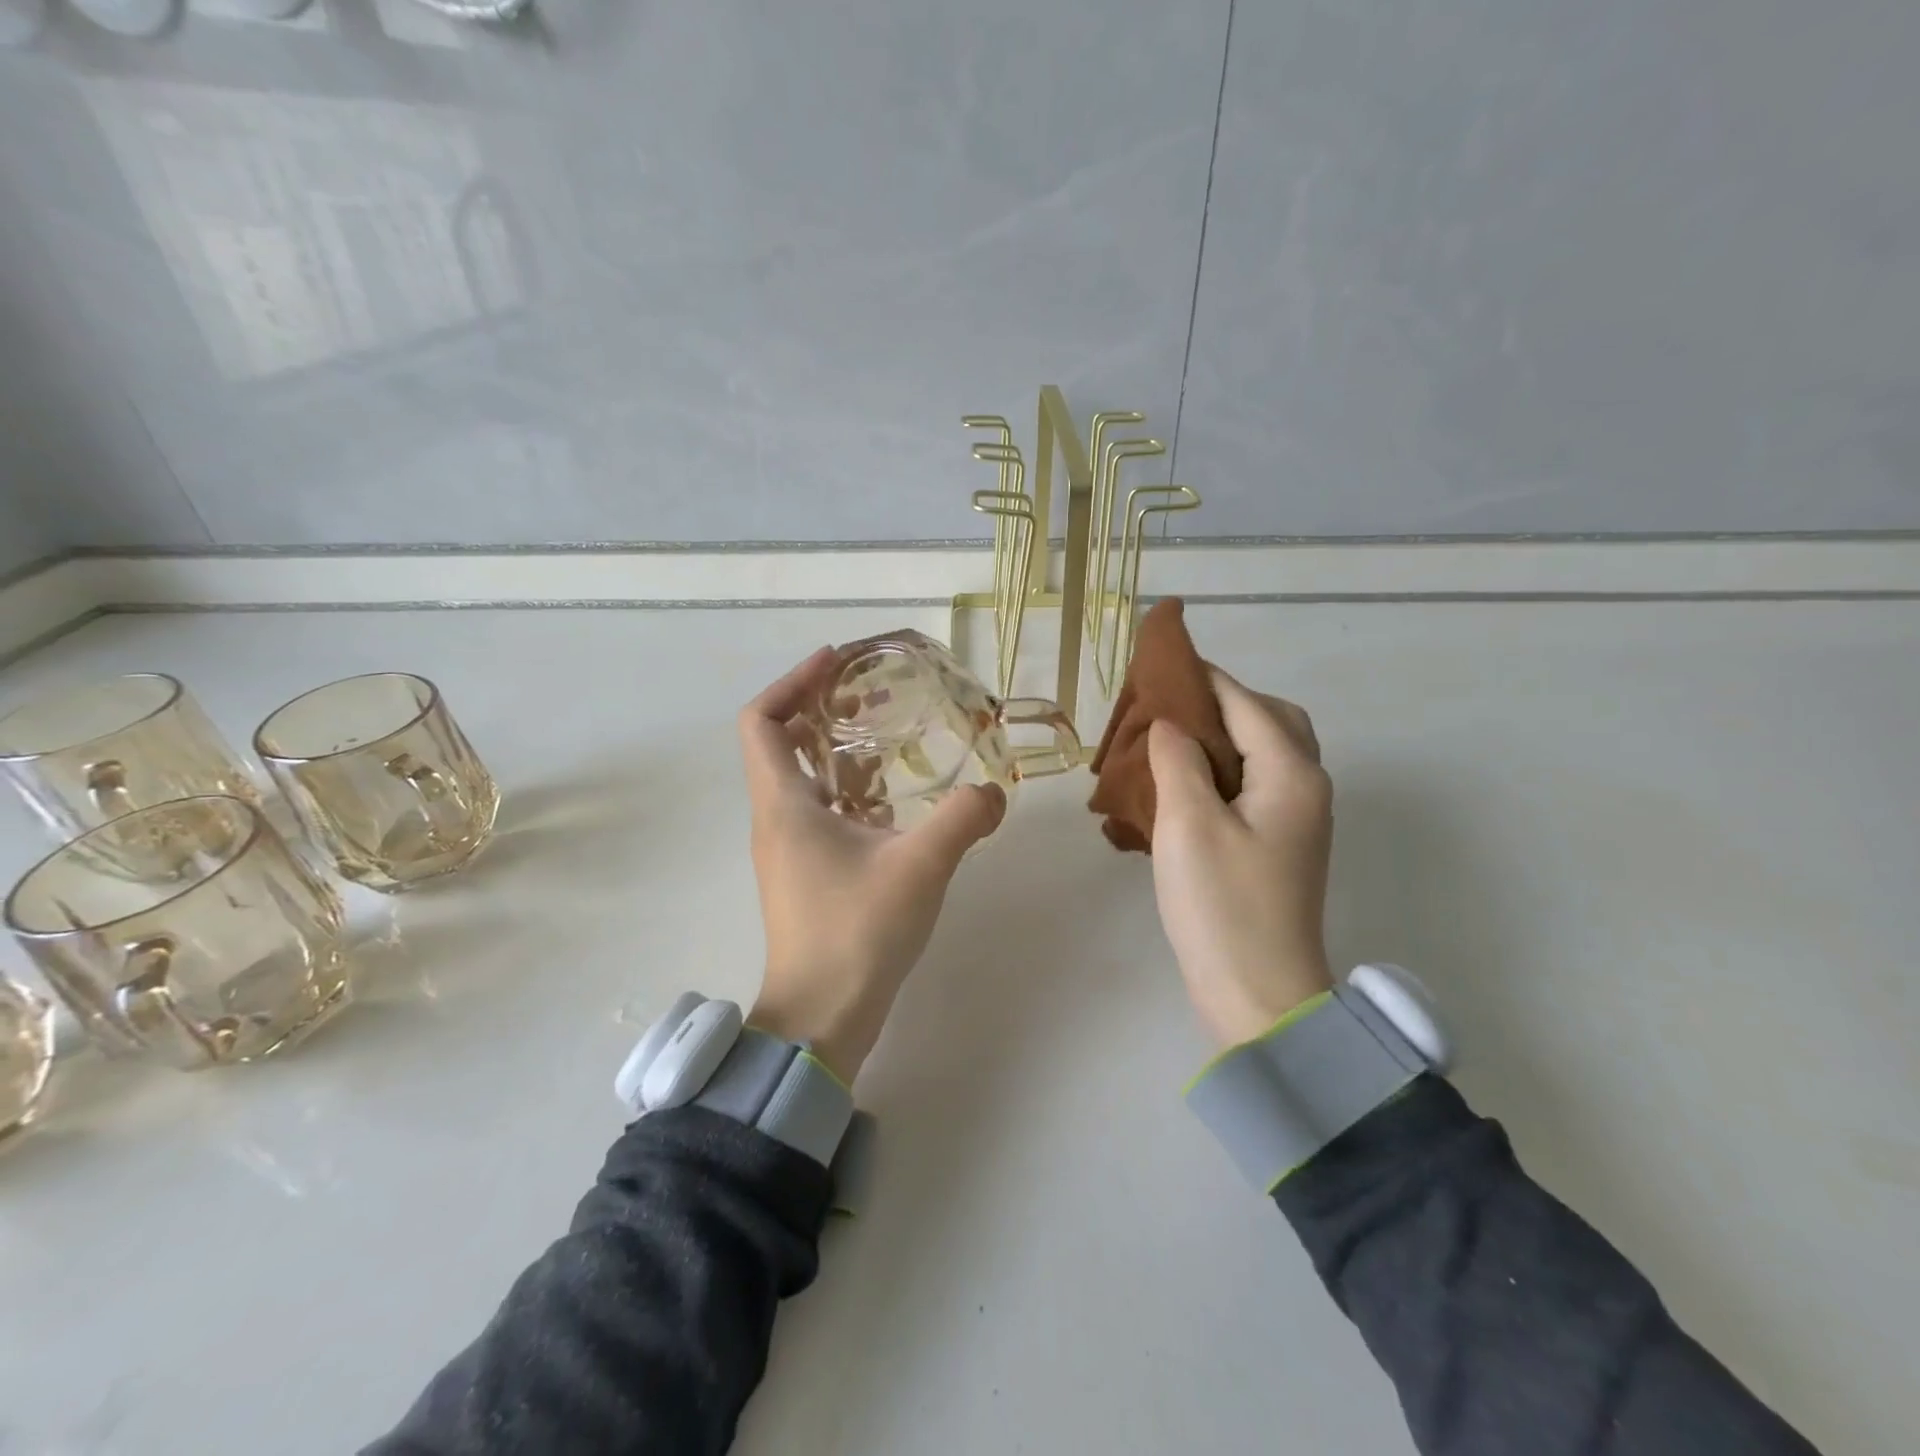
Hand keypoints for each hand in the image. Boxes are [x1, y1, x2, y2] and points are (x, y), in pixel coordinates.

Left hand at [740, 647, 1006, 1082]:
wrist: (821, 1019)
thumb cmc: (856, 932)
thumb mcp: (919, 866)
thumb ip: (963, 819)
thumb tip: (993, 791)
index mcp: (784, 804)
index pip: (760, 720)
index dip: (791, 681)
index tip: (834, 662)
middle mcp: (776, 820)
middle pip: (780, 743)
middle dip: (822, 710)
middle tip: (872, 694)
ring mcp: (788, 851)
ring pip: (803, 781)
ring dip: (839, 753)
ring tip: (890, 739)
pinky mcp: (805, 876)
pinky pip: (821, 814)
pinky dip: (851, 794)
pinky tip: (896, 803)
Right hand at [1147, 669, 1335, 1046]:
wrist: (1258, 993)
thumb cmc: (1223, 905)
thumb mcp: (1190, 824)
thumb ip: (1178, 760)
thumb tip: (1169, 724)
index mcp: (1291, 775)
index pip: (1247, 704)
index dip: (1205, 677)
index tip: (1164, 660)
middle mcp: (1304, 788)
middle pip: (1270, 721)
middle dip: (1222, 702)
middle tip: (1170, 706)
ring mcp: (1295, 819)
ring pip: (1263, 754)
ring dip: (1222, 736)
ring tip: (1170, 739)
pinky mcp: (1278, 844)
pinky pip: (1253, 784)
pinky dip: (1223, 769)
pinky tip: (1184, 782)